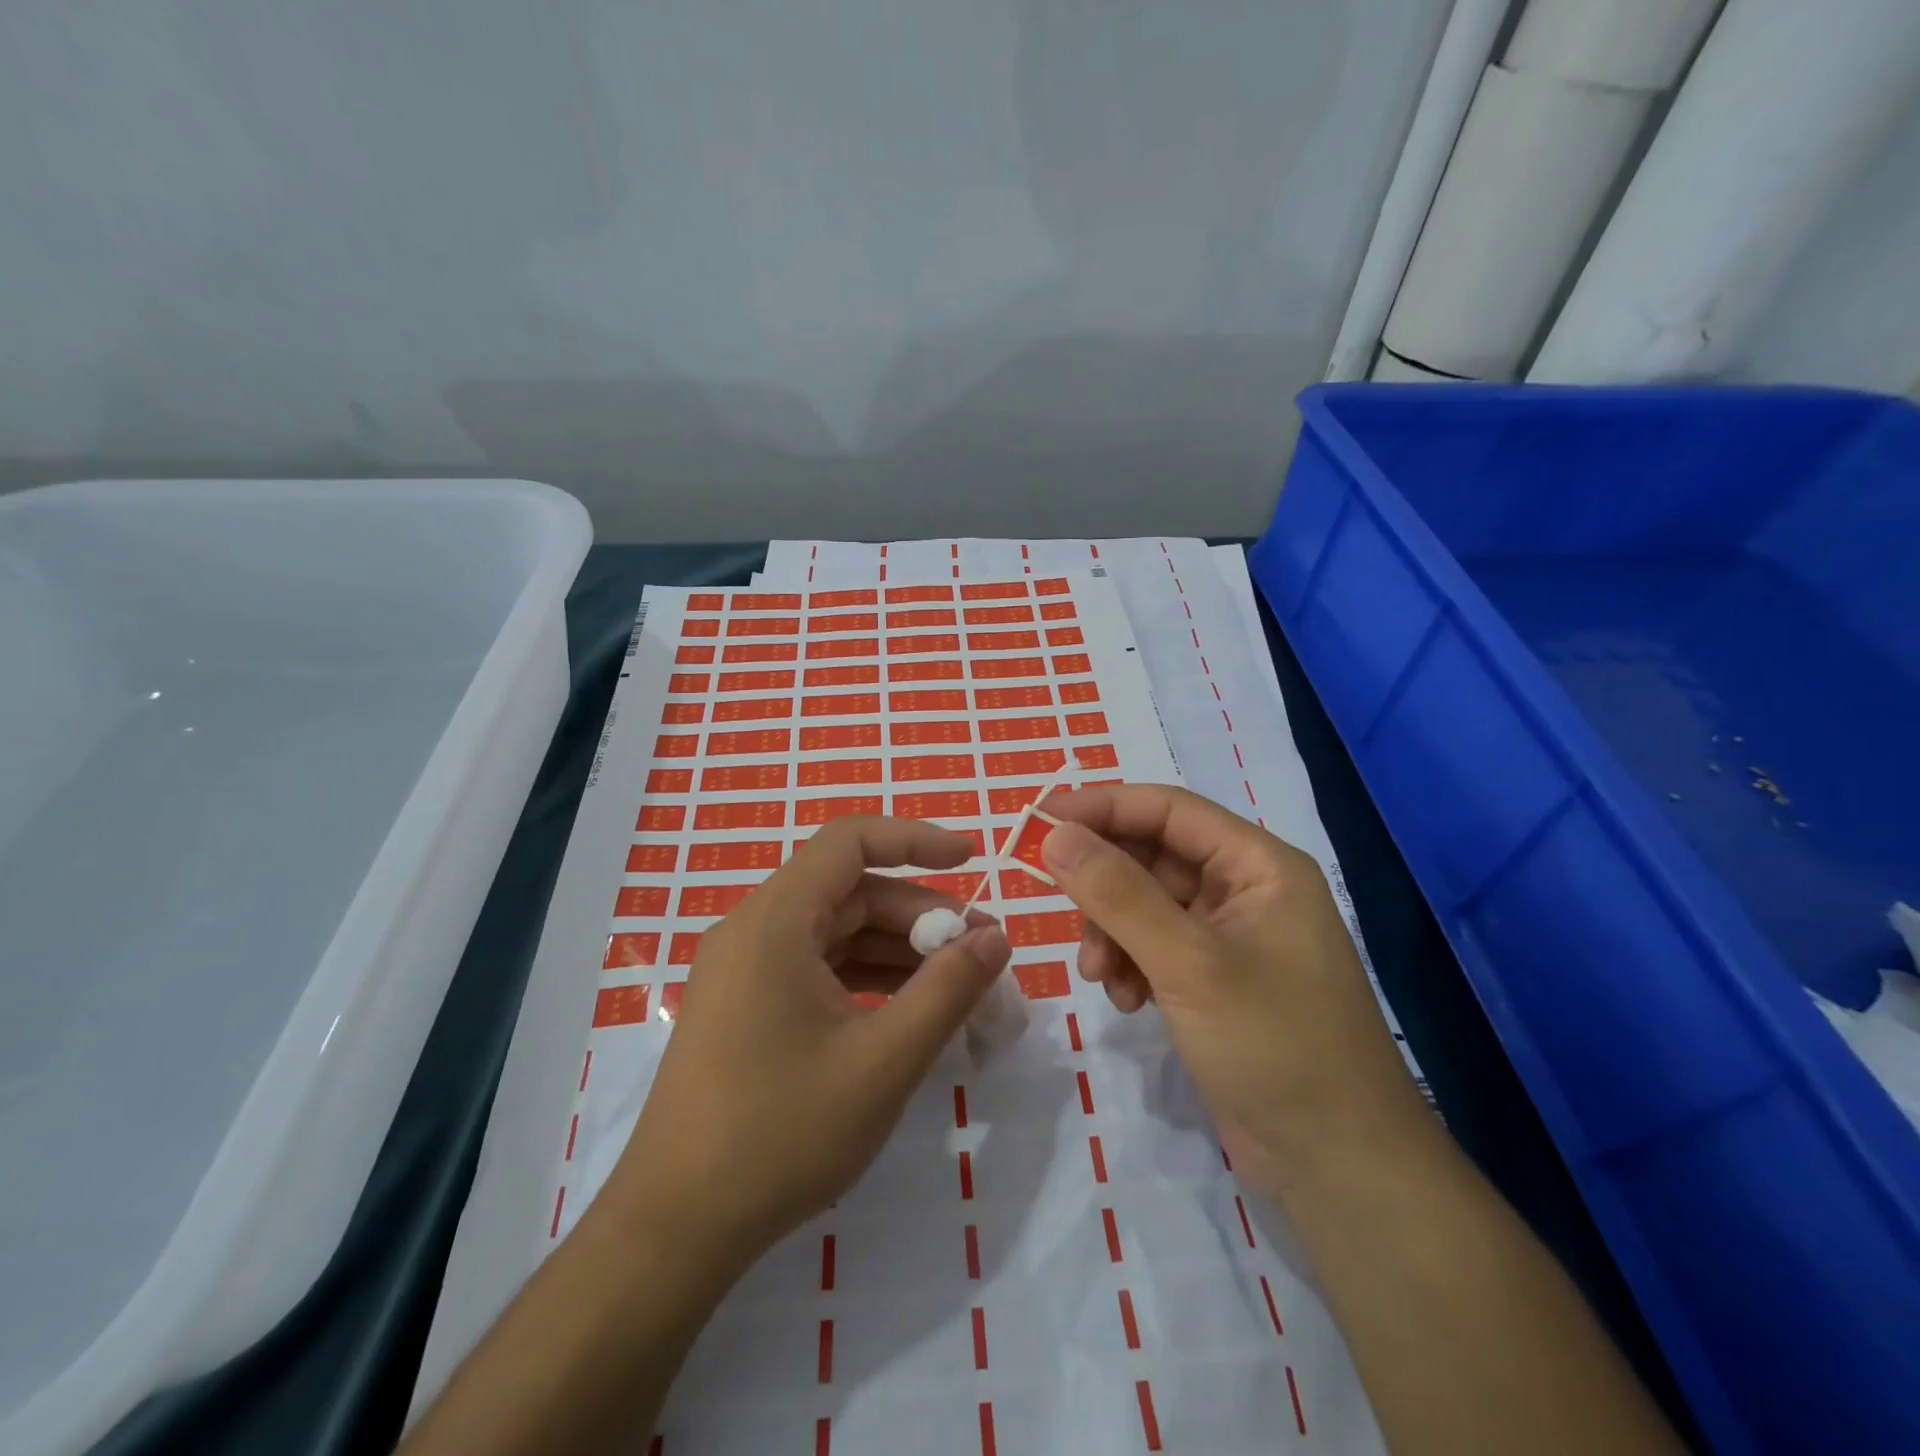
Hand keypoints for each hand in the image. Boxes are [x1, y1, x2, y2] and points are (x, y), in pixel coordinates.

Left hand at [597, 817, 1011, 1269]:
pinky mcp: (747, 1005)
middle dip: (919, 914)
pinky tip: (908, 1010)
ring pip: (837, 932)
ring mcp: (746, 969)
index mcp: (775, 922)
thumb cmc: (780, 1135)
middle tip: (979, 952)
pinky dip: (867, 977)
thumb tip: (995, 938)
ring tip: (957, 983)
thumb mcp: (882, 1062)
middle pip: (850, 892)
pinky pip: (818, 967)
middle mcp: (755, 930)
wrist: (675, 1228)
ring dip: (898, 949)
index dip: (915, 839)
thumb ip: (947, 991)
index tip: (971, 859)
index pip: (850, 841)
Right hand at [1039, 785, 1433, 1202]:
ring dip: (1111, 931)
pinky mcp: (1215, 980)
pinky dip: (1129, 964)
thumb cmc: (1276, 1048)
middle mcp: (1245, 889)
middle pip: (1152, 857)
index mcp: (1258, 865)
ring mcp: (1230, 937)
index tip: (1038, 820)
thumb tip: (1054, 835)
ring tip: (1098, 974)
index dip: (1102, 806)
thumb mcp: (1188, 964)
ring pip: (1145, 904)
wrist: (1341, 1169)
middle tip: (1052, 901)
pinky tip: (1125, 1000)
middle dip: (1103, 884)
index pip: (1168, 810)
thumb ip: (1118, 894)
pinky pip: (1154, 947)